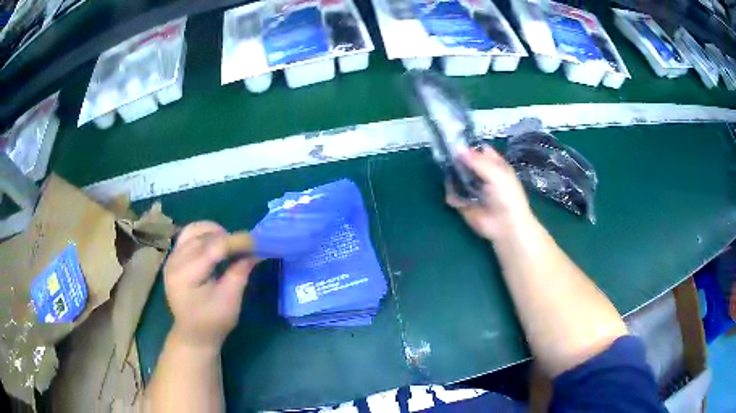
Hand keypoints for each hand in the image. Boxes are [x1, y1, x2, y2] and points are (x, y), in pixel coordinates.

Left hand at [163, 221, 256, 351]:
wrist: (193, 334)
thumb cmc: (213, 322)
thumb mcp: (230, 301)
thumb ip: (240, 272)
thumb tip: (257, 251)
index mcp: (186, 276)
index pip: (212, 248)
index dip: (236, 242)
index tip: (257, 241)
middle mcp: (175, 262)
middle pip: (203, 237)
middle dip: (228, 237)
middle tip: (247, 245)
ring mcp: (172, 258)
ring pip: (194, 230)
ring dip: (214, 232)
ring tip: (230, 244)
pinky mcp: (173, 258)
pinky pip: (188, 235)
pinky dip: (204, 234)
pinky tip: (215, 243)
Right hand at [446, 146, 533, 240]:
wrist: (506, 226)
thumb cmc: (507, 196)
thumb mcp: (495, 173)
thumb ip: (476, 160)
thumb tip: (457, 147)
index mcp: (493, 165)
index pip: (479, 150)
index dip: (469, 146)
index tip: (454, 141)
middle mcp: (482, 174)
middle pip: (465, 162)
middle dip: (455, 159)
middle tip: (445, 156)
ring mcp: (471, 188)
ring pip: (456, 176)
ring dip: (451, 176)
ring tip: (450, 176)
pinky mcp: (463, 202)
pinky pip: (452, 194)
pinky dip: (451, 194)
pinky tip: (456, 197)